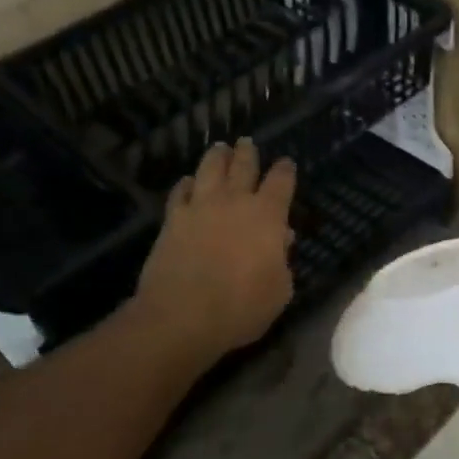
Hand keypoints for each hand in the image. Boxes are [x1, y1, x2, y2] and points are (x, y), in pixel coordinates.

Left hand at [132, 139, 297, 360]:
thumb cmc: (241, 307)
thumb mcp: (279, 290)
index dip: (285, 170)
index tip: (286, 163)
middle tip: (247, 143)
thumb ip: (283, 260)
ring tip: (219, 148)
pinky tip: (188, 182)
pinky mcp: (172, 219)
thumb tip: (281, 238)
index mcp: (268, 215)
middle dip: (248, 153)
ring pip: (210, 169)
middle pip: (243, 165)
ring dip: (217, 157)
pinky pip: (180, 192)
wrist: (182, 316)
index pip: (281, 181)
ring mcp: (200, 207)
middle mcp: (235, 201)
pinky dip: (186, 184)